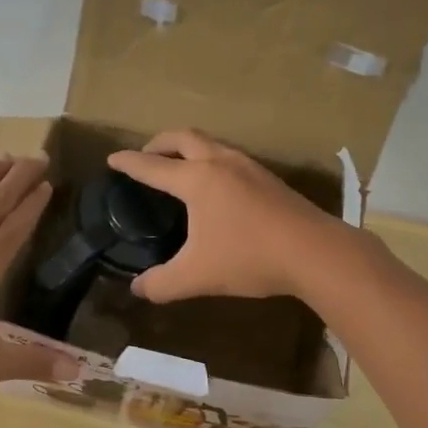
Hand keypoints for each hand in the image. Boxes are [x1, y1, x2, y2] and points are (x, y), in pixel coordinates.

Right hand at [105, 130, 346, 303]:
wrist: (314, 252)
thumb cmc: (249, 258)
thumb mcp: (196, 276)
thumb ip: (161, 284)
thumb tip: (137, 289)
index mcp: (197, 180)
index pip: (153, 167)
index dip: (129, 163)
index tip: (113, 159)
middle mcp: (221, 163)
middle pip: (183, 138)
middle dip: (159, 143)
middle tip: (146, 155)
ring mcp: (250, 167)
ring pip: (211, 144)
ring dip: (189, 148)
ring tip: (180, 167)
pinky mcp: (270, 179)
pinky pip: (230, 157)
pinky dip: (211, 160)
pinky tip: (218, 186)